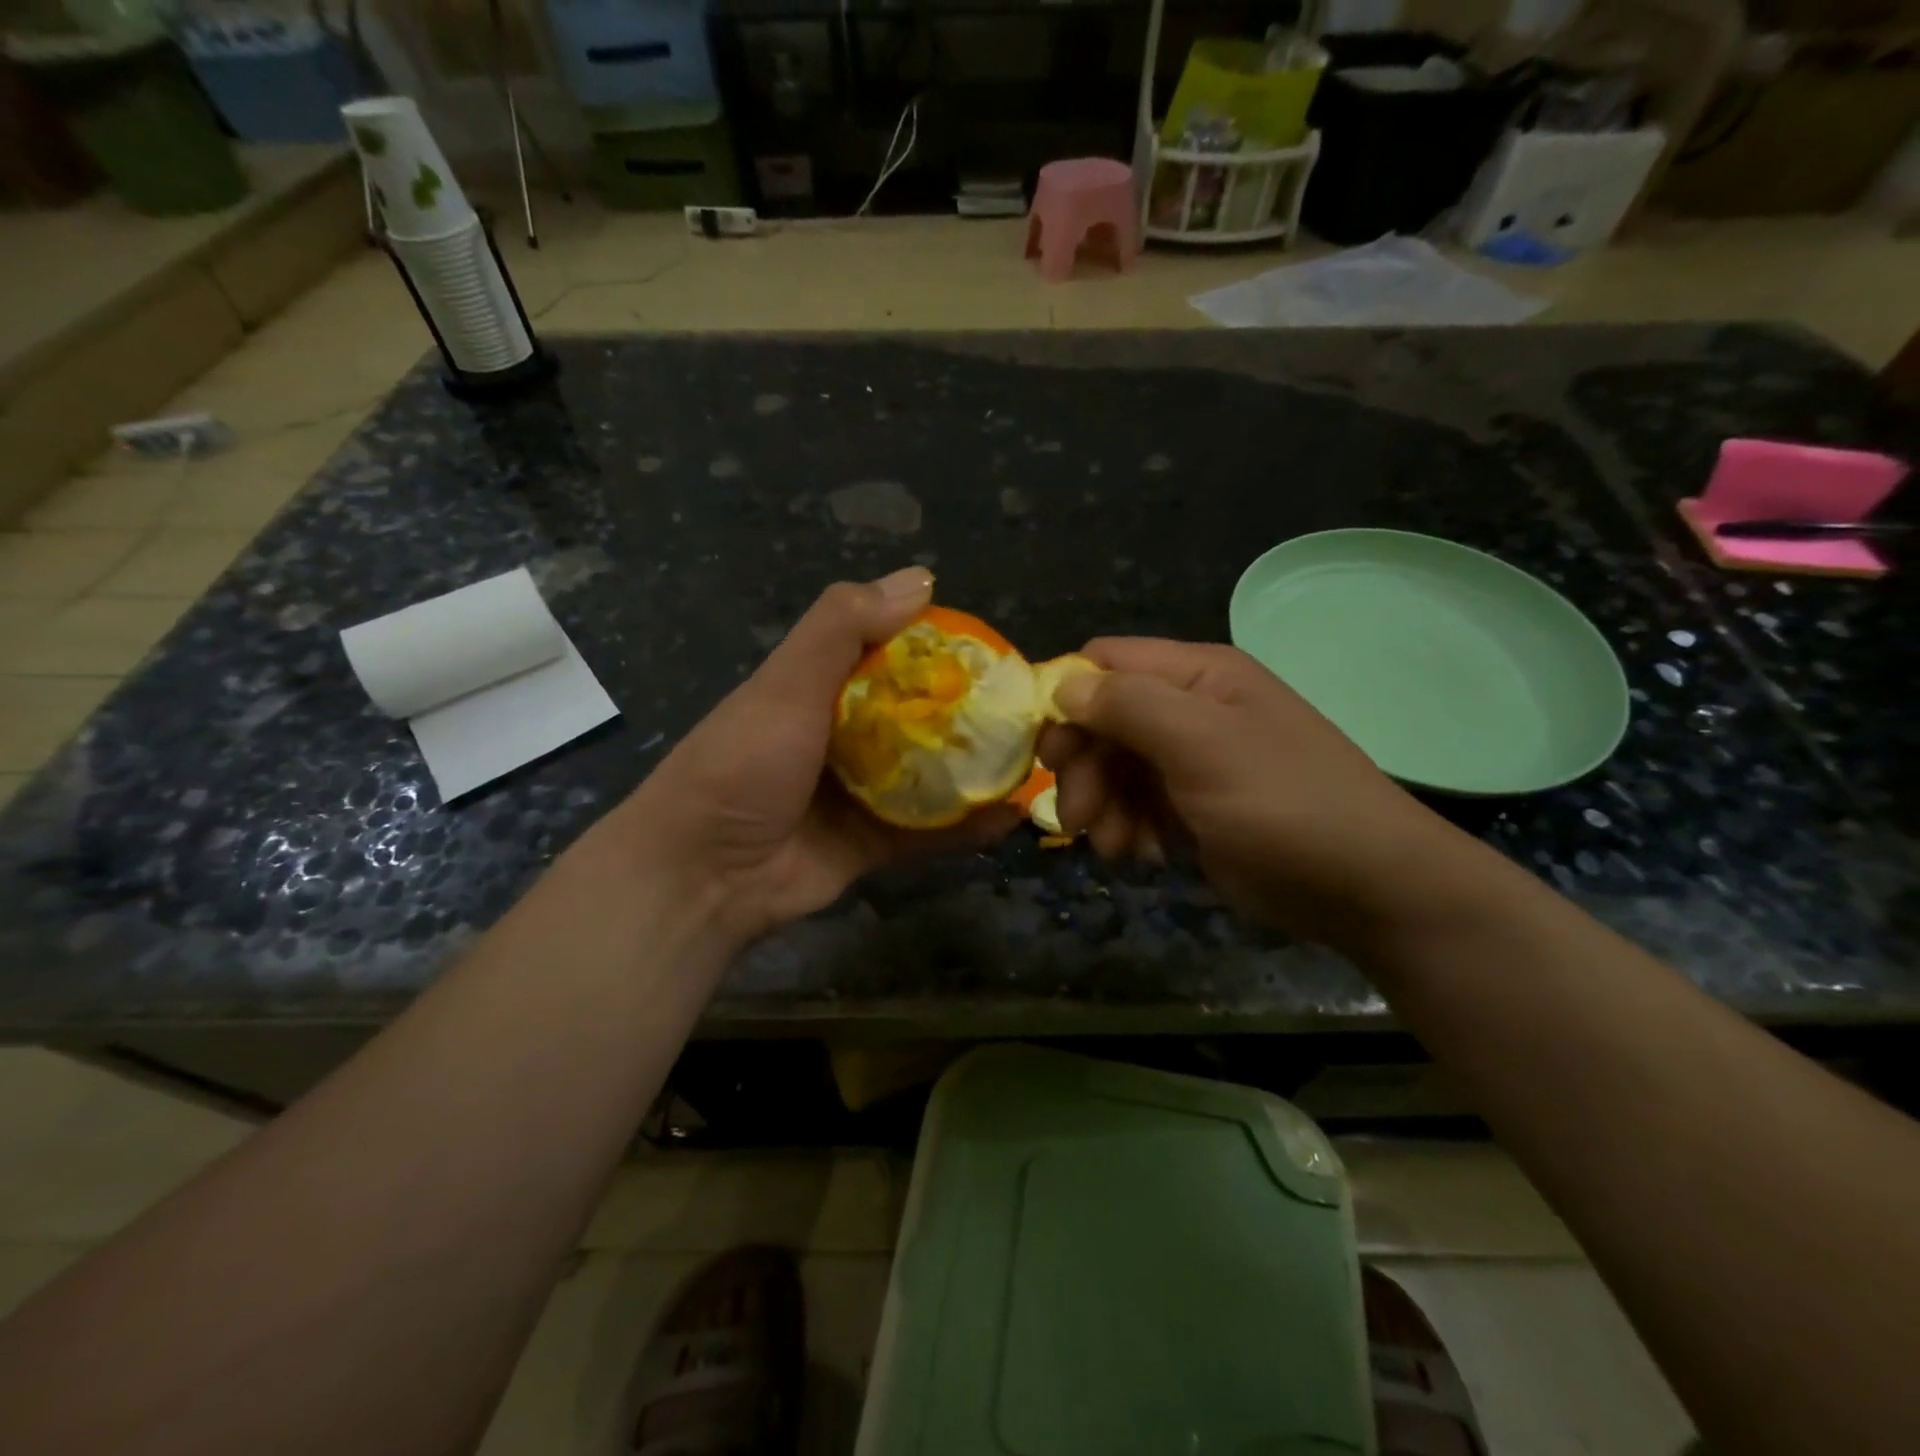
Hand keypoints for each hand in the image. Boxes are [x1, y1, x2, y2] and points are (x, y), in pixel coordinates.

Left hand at [608, 570, 1019, 943]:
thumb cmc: (743, 762)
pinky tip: (1013, 814)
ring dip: (976, 770)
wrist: (703, 873)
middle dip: (969, 713)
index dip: (939, 651)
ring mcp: (861, 795)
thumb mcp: (787, 682)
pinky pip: (930, 833)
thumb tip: (921, 578)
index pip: (892, 657)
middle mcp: (846, 737)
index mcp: (823, 689)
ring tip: (1034, 757)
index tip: (993, 652)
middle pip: (919, 719)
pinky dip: (968, 827)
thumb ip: (843, 627)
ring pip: (931, 776)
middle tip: (1027, 708)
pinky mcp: (872, 845)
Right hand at [1041, 638, 1468, 947]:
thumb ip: (1130, 706)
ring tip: (1114, 846)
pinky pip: (1136, 805)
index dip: (1066, 698)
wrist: (1367, 888)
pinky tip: (1145, 856)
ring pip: (1113, 768)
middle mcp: (1190, 709)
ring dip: (1101, 806)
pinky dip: (1128, 829)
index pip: (1105, 662)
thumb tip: (1063, 686)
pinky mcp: (1193, 808)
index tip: (1047, 752)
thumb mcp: (1204, 746)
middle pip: (1102, 720)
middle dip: (1083, 767)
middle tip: (1076, 816)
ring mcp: (1191, 760)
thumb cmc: (1285, 804)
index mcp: (1197, 675)